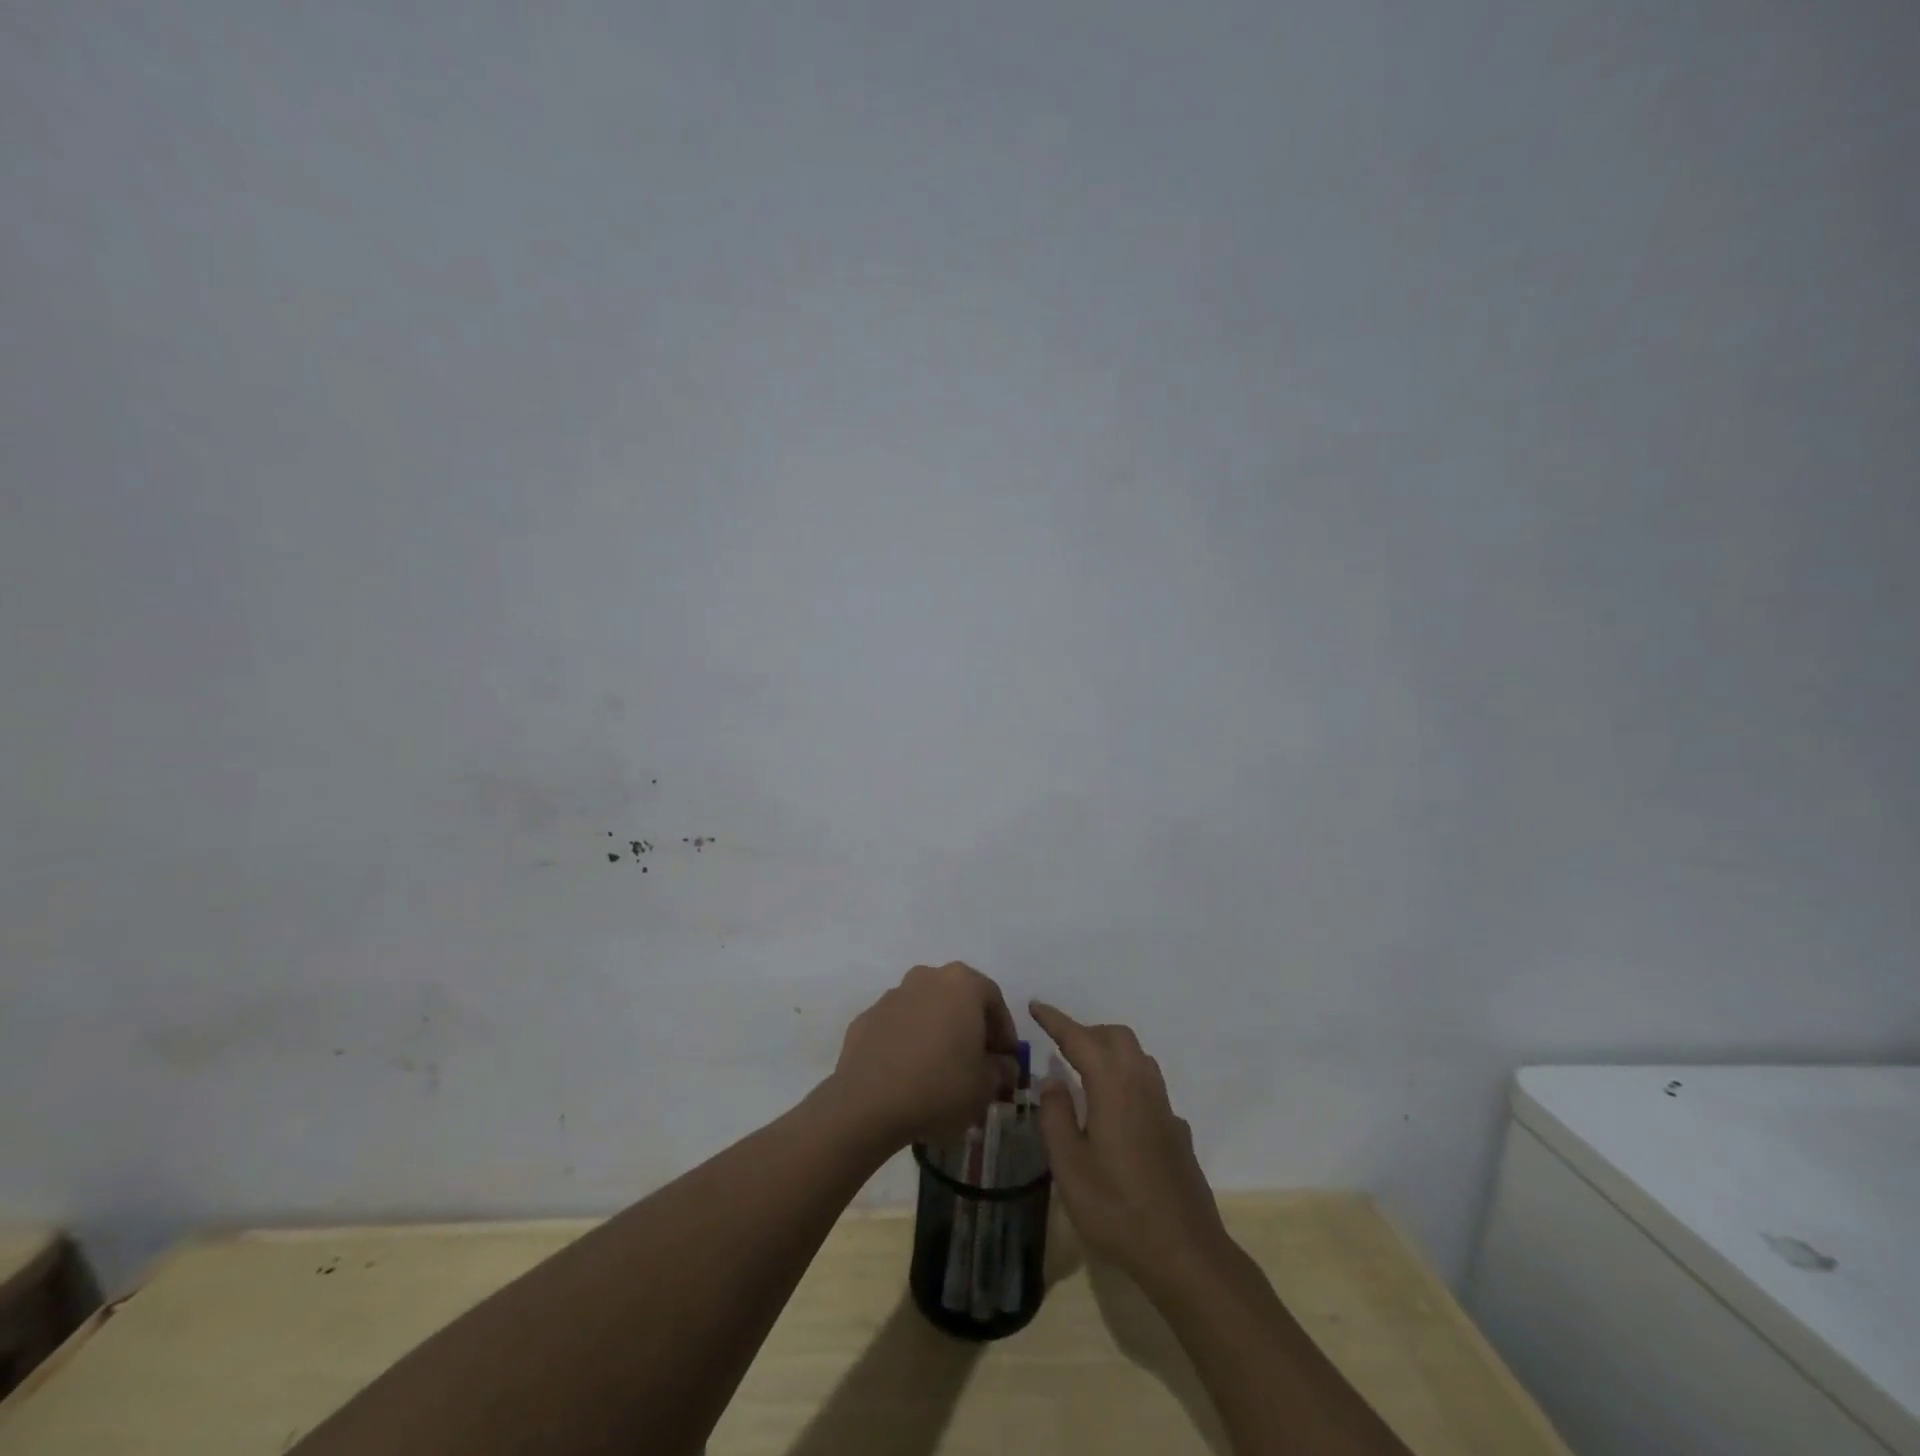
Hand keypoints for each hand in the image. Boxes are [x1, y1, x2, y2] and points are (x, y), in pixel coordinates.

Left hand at [828, 963, 1018, 1150]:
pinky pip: (897, 1027)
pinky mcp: (866, 1018)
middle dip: (970, 1028)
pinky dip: (907, 1043)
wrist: (868, 1103)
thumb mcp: (986, 1086)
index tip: (1006, 1059)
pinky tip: (909, 1074)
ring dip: (937, 1032)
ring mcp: (892, 995)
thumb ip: (1002, 1070)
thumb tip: (1002, 1065)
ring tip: (940, 1070)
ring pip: (925, 1010)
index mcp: (961, 983)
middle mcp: (926, 977)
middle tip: (976, 1062)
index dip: (1004, 1031)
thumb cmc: (940, 1086)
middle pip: (958, 999)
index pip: (994, 1000)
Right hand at [1030, 1001, 1229, 1287]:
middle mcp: (1141, 1085)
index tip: (1036, 1005)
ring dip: (1109, 1050)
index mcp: (1113, 1086)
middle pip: (1116, 1037)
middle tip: (1060, 1045)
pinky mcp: (1176, 1129)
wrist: (1185, 1252)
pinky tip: (1115, 1112)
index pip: (1080, 1038)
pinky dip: (1126, 1079)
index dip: (1056, 1020)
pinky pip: (1148, 1085)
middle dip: (1086, 1032)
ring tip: (1084, 1071)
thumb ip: (1056, 1116)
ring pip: (1137, 1057)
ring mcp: (1164, 1106)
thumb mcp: (1069, 1167)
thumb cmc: (1117, 1209)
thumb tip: (1053, 1080)